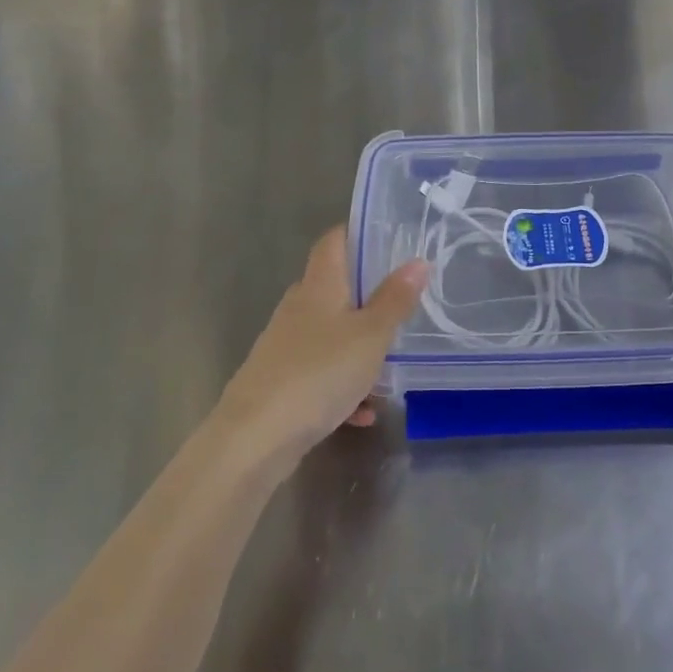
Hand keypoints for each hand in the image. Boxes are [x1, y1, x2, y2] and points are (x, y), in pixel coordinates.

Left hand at [215, 228, 426, 468]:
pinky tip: (363, 412)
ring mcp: (286, 345)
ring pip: (331, 334)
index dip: (357, 233)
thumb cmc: (319, 372)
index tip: (388, 238)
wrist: (255, 438)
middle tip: (404, 304)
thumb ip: (395, 299)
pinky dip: (343, 385)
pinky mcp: (281, 381)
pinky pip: (321, 373)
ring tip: (390, 366)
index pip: (334, 240)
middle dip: (368, 295)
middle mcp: (299, 306)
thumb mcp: (371, 335)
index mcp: (319, 284)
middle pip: (335, 287)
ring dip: (359, 347)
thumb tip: (418, 261)